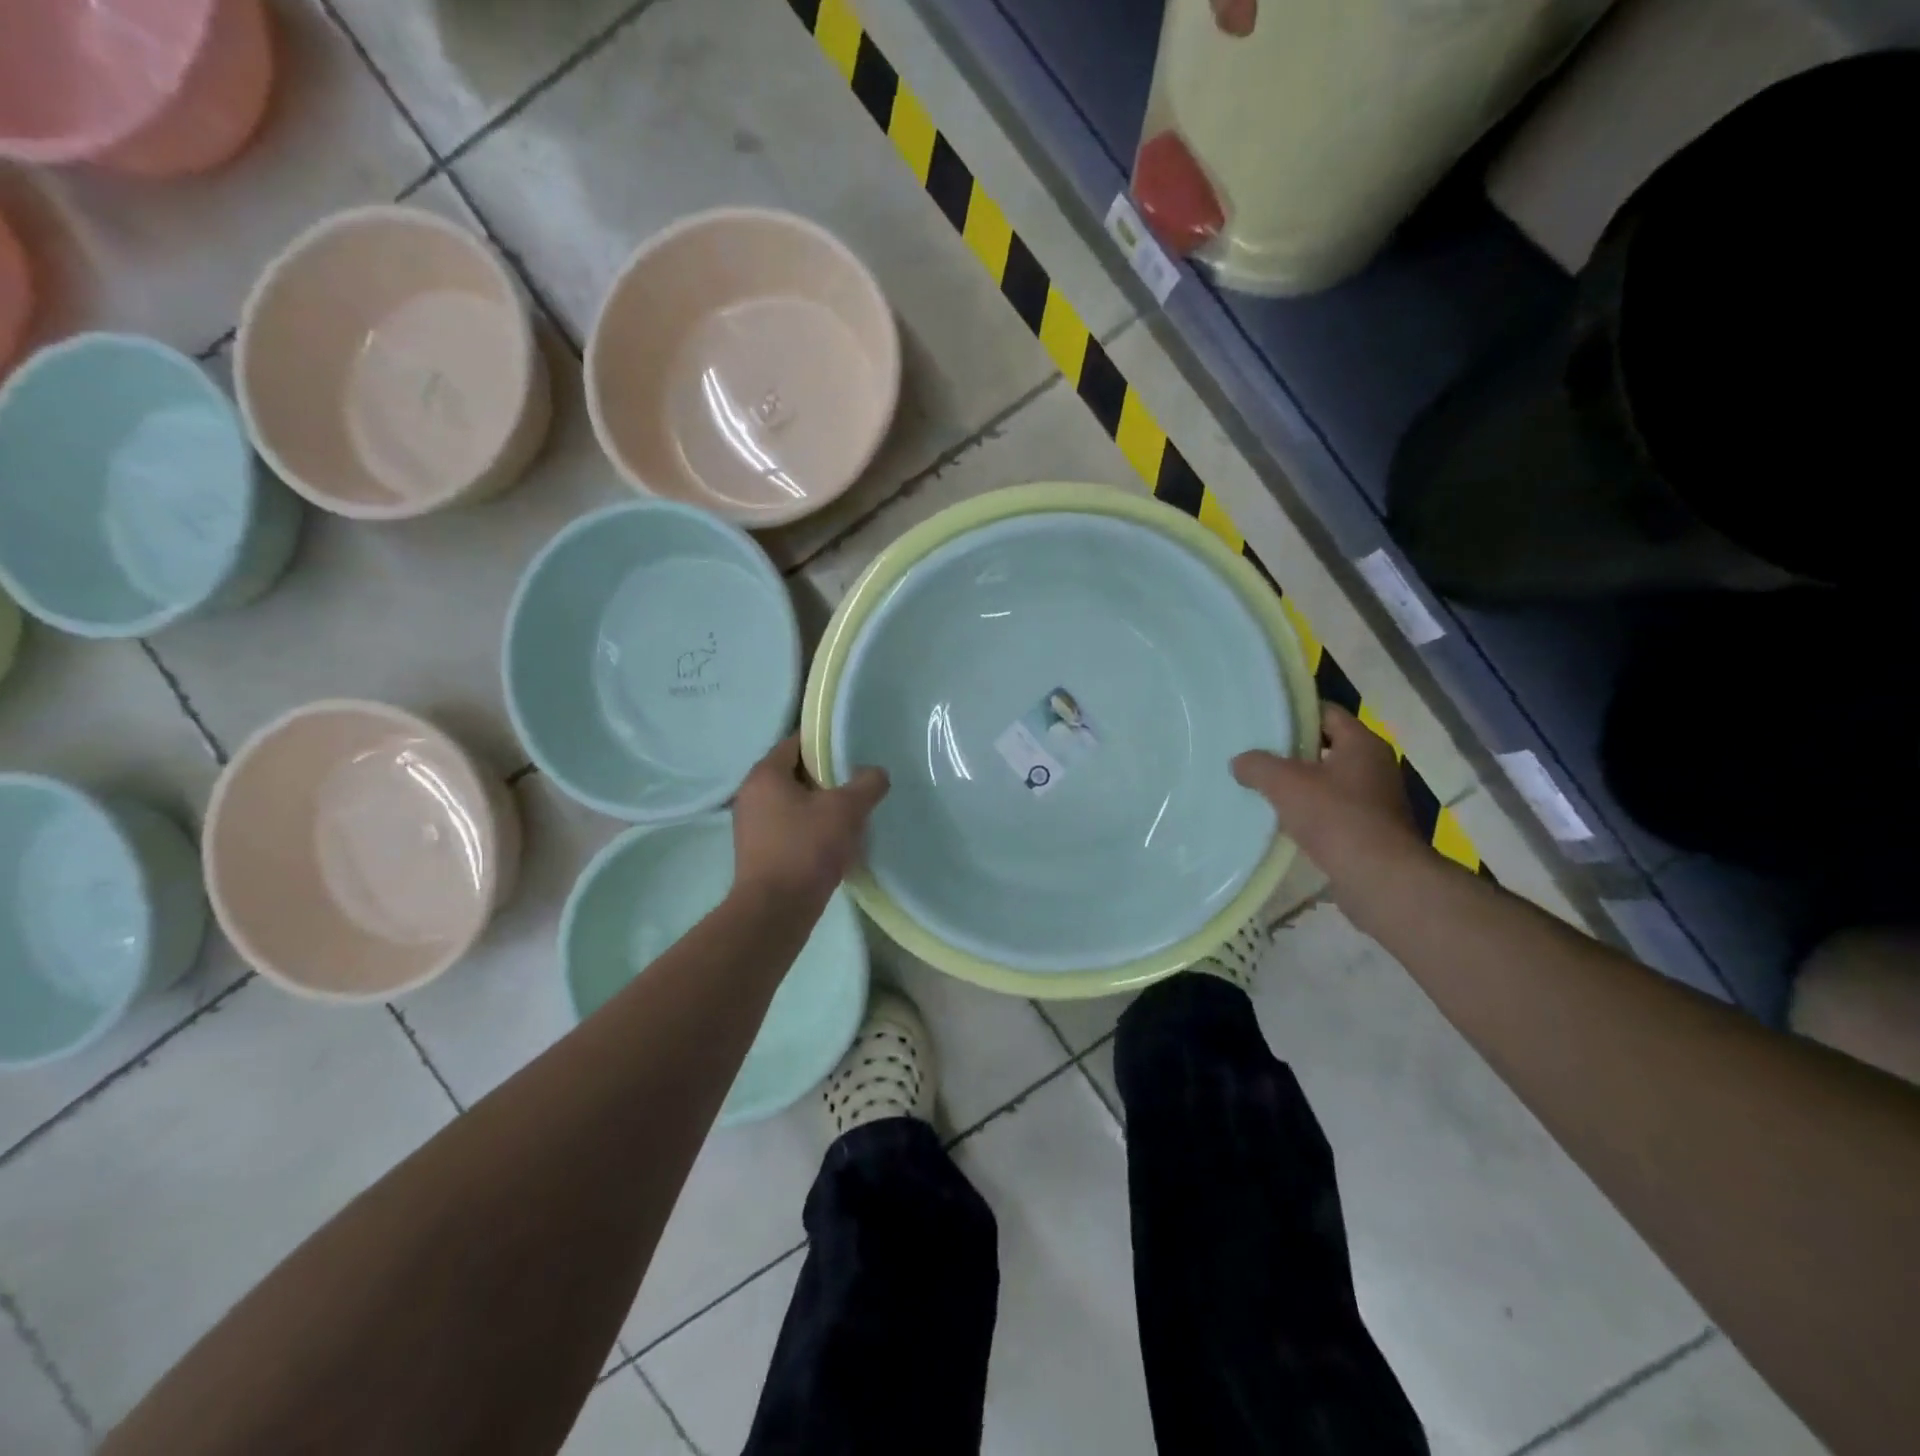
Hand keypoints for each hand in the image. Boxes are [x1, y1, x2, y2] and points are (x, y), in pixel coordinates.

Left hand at [731, 736, 889, 908]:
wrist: (775, 911)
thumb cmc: (806, 849)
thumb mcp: (845, 810)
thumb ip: (866, 784)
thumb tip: (876, 773)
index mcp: (765, 775)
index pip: (796, 742)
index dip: (825, 742)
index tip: (853, 749)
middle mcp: (751, 794)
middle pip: (795, 772)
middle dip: (826, 776)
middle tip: (857, 781)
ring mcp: (752, 825)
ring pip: (793, 802)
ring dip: (820, 804)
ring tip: (851, 812)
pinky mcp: (759, 851)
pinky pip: (789, 827)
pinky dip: (811, 827)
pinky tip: (835, 840)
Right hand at [1232, 706, 1422, 872]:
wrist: (1380, 878)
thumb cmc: (1336, 817)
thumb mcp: (1285, 783)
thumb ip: (1257, 765)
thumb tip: (1240, 762)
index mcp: (1362, 743)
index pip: (1326, 712)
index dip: (1294, 714)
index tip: (1264, 722)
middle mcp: (1375, 765)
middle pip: (1327, 747)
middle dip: (1293, 752)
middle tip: (1257, 756)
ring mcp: (1378, 799)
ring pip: (1330, 781)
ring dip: (1301, 785)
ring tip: (1265, 789)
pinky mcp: (1373, 829)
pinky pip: (1335, 810)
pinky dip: (1312, 812)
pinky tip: (1285, 822)